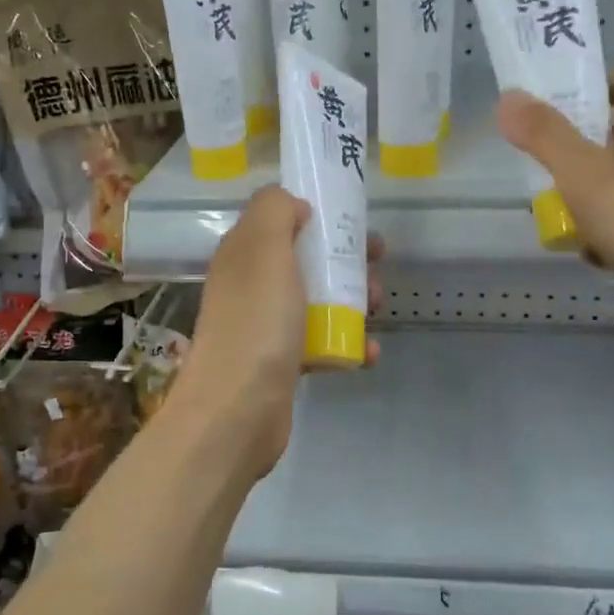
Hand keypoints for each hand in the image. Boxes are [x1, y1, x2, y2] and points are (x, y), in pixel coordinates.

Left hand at [167, 185, 384, 483]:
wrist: (237, 409)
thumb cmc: (256, 321)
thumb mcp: (264, 248)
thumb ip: (275, 210)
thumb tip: (294, 206)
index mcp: (244, 253)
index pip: (281, 219)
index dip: (318, 213)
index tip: (354, 218)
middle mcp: (252, 285)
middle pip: (306, 259)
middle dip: (346, 258)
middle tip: (376, 263)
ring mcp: (267, 325)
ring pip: (318, 299)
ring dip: (353, 299)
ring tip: (375, 307)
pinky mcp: (283, 362)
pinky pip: (322, 342)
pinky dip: (347, 343)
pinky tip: (367, 353)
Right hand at [496, 65, 613, 330]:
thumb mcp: (584, 173)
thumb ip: (544, 134)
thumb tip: (508, 95)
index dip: (597, 81)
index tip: (558, 106)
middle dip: (574, 145)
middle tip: (540, 161)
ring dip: (582, 191)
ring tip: (555, 211)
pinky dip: (602, 227)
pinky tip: (588, 250)